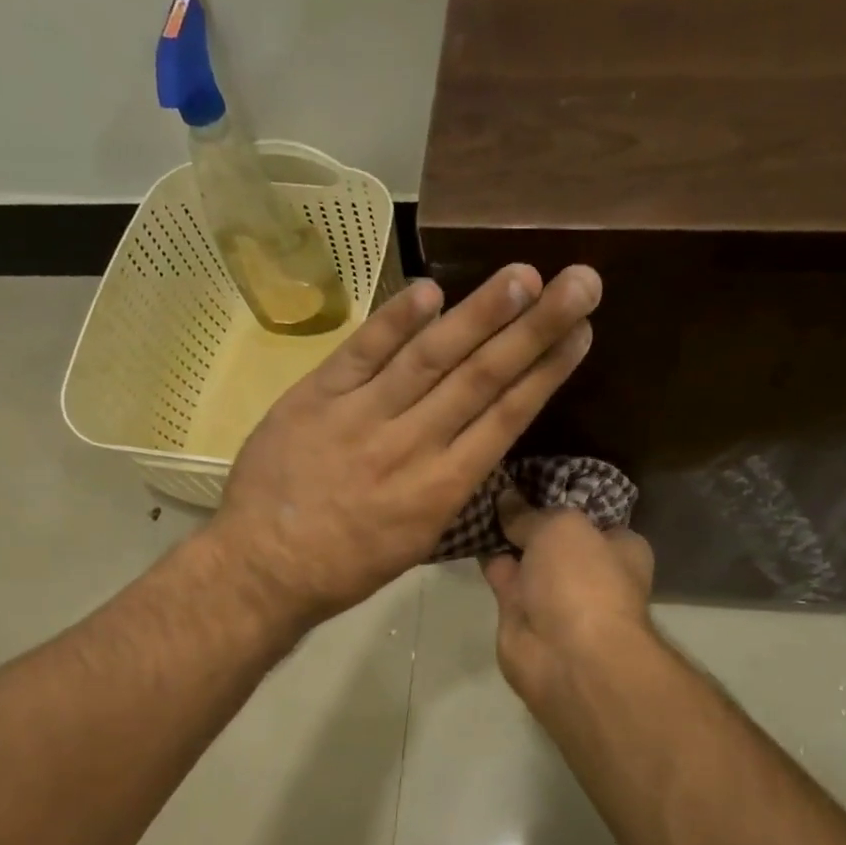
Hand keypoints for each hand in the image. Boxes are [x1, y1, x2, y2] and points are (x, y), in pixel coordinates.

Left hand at [209, 264, 600, 631]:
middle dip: (535, 328)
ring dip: (479, 313)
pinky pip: (361, 353)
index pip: (506, 418)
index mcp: (443, 489)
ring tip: (522, 275)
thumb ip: (451, 481)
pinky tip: (431, 290)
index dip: (547, 371)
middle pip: (481, 377)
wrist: (264, 568)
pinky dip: (395, 321)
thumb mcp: (419, 537)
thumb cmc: (349, 564)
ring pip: (430, 358)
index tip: (581, 332)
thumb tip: (479, 431)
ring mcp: (362, 417)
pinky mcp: (316, 398)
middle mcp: (412, 446)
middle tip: (579, 282)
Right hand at [481, 492, 654, 702]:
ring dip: (502, 536)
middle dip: (529, 517)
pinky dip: (485, 558)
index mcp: (620, 549)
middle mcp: (589, 572)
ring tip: (473, 497)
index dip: (564, 498)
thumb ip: (531, 514)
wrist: (567, 655)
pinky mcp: (520, 615)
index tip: (532, 477)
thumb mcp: (560, 527)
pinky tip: (465, 528)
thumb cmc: (582, 580)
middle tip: (495, 482)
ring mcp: (554, 596)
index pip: (592, 517)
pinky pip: (501, 577)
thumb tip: (507, 498)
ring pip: (524, 557)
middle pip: (554, 537)